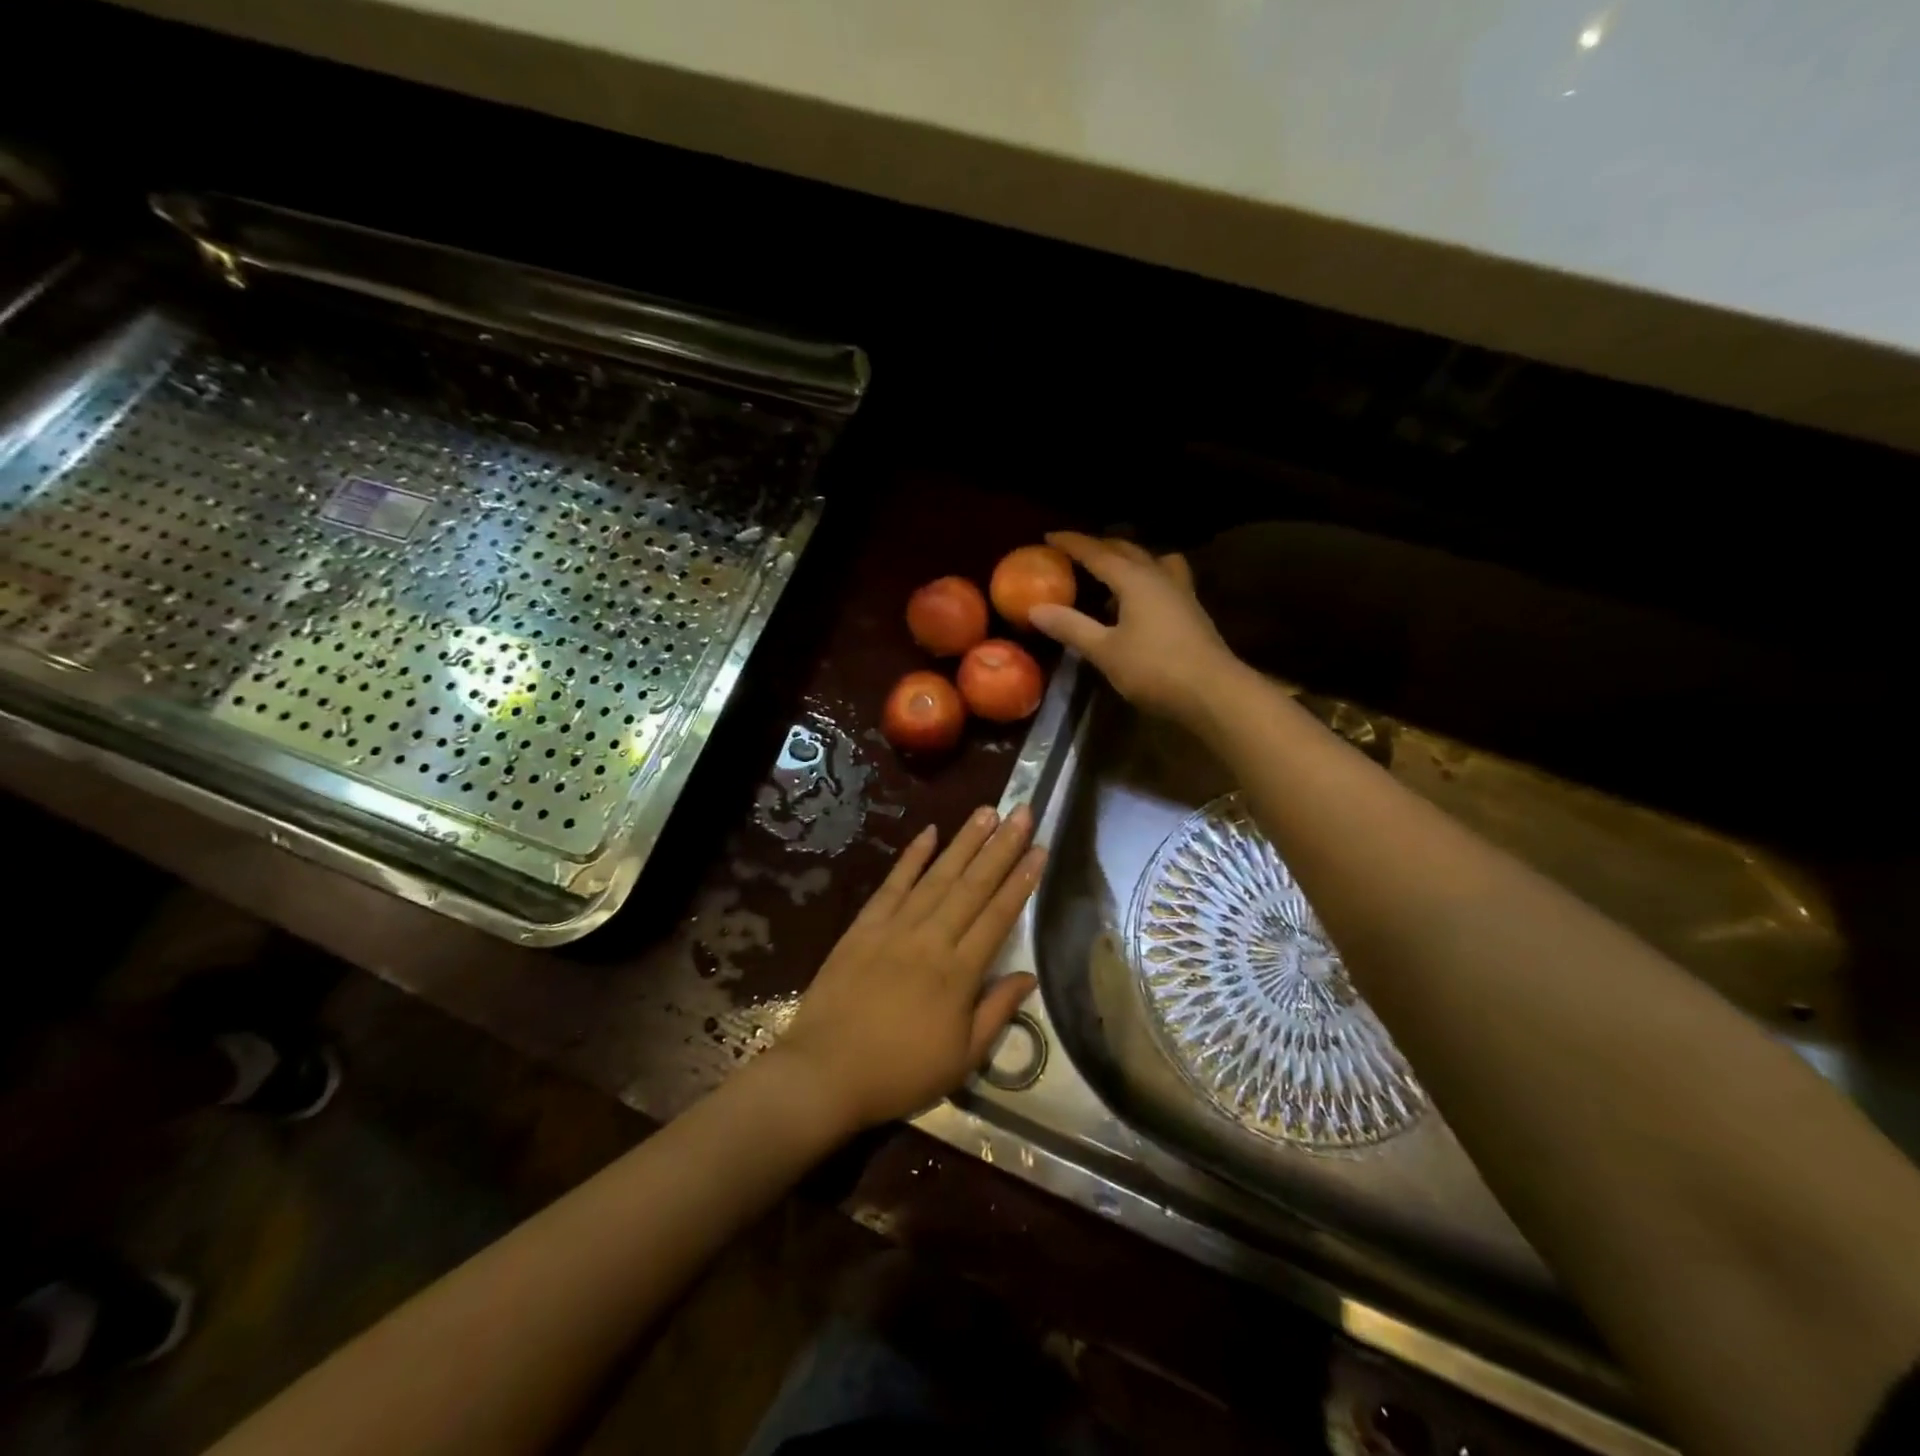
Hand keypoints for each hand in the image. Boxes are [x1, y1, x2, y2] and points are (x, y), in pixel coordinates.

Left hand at [776, 805, 1043, 1131]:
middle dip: (1001, 847)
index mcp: (959, 973)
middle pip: (973, 885)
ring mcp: (895, 927)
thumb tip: (1028, 976)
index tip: (1040, 849)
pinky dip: (911, 857)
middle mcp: (931, 939)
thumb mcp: (961, 1059)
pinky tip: (929, 833)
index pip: (999, 916)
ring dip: (964, 842)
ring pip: (938, 876)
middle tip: (1022, 812)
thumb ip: (996, 1012)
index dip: (1022, 881)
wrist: (825, 1072)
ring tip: (987, 812)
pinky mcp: (864, 926)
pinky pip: (892, 884)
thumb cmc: (899, 1072)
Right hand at [1028, 531, 1239, 724]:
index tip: (1049, 536)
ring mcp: (1180, 592)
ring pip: (1151, 561)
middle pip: (1127, 550)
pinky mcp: (1191, 611)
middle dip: (1100, 546)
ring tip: (1111, 570)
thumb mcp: (1105, 651)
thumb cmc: (1155, 669)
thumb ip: (1071, 627)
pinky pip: (1163, 579)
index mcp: (1135, 580)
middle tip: (1076, 550)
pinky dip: (1144, 578)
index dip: (1073, 543)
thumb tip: (1035, 609)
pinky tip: (1138, 600)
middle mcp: (1159, 577)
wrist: (1213, 692)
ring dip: (1128, 558)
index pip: (1098, 553)